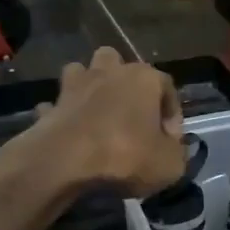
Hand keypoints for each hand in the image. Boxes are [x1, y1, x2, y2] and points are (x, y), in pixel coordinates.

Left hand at [0, 48, 185, 201]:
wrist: (65, 160)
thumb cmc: (125, 155)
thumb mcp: (169, 165)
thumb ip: (177, 152)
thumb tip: (172, 146)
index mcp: (143, 78)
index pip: (167, 86)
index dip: (173, 114)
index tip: (171, 141)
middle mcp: (110, 71)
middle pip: (120, 64)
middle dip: (126, 84)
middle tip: (131, 116)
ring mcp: (76, 84)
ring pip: (84, 72)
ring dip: (90, 87)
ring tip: (98, 114)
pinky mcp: (53, 104)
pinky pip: (59, 104)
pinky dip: (63, 113)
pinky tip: (69, 131)